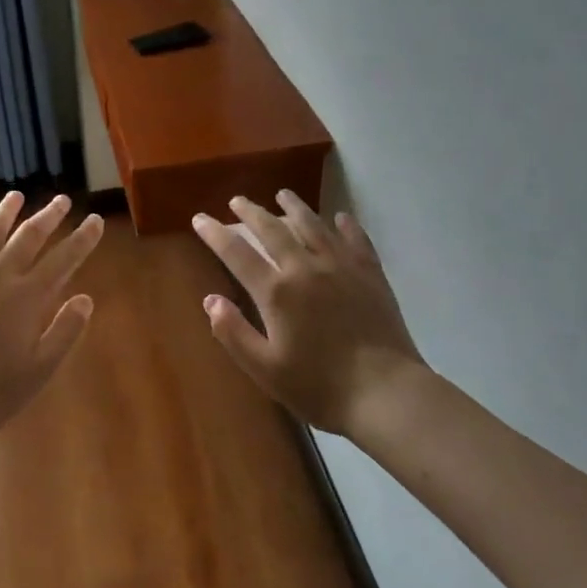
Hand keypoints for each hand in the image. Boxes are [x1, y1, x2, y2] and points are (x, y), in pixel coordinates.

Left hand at [0, 191, 103, 437]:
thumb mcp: (39, 370)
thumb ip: (64, 331)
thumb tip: (85, 298)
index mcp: (26, 298)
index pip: (63, 260)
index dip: (82, 239)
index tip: (94, 219)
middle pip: (28, 237)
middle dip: (48, 216)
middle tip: (61, 200)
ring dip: (5, 213)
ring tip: (17, 196)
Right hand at [192, 192, 430, 438]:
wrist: (386, 393)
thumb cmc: (319, 387)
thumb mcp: (265, 369)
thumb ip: (233, 333)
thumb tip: (210, 300)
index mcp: (276, 292)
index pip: (236, 253)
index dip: (215, 234)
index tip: (200, 218)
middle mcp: (305, 268)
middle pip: (273, 230)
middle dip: (251, 212)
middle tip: (237, 200)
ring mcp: (341, 267)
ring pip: (313, 225)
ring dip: (295, 207)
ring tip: (283, 194)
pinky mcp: (371, 274)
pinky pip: (355, 239)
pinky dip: (345, 225)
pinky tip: (340, 217)